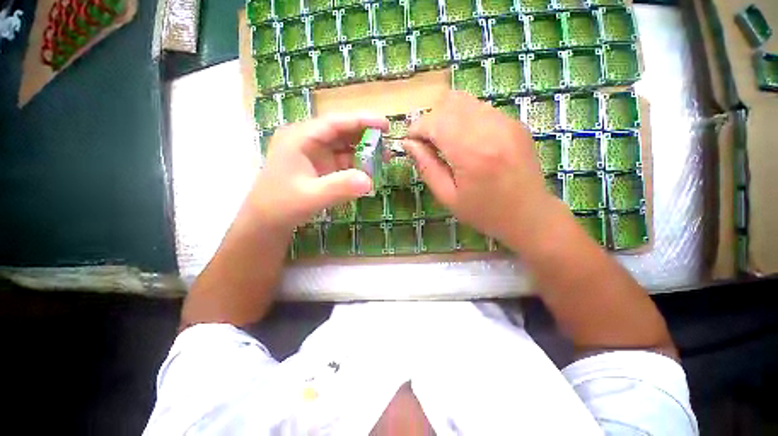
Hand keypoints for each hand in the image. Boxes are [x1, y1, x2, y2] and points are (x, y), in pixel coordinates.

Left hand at [247, 113, 388, 230]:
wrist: (266, 221)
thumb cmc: (282, 205)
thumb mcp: (311, 197)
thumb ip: (339, 187)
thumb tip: (369, 181)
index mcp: (300, 138)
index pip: (335, 123)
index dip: (361, 121)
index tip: (385, 125)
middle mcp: (308, 141)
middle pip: (341, 132)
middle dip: (365, 136)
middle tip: (388, 144)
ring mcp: (314, 154)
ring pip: (343, 147)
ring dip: (363, 152)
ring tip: (383, 158)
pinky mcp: (320, 167)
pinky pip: (342, 162)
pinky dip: (356, 166)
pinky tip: (369, 172)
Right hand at [404, 92, 561, 244]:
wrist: (529, 214)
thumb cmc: (484, 212)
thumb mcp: (447, 197)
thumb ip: (426, 167)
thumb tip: (408, 144)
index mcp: (471, 153)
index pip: (435, 122)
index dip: (417, 128)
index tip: (410, 142)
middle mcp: (490, 129)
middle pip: (449, 103)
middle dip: (430, 120)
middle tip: (427, 143)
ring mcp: (506, 122)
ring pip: (465, 101)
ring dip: (447, 117)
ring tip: (445, 142)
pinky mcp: (514, 123)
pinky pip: (481, 109)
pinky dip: (464, 119)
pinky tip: (465, 141)